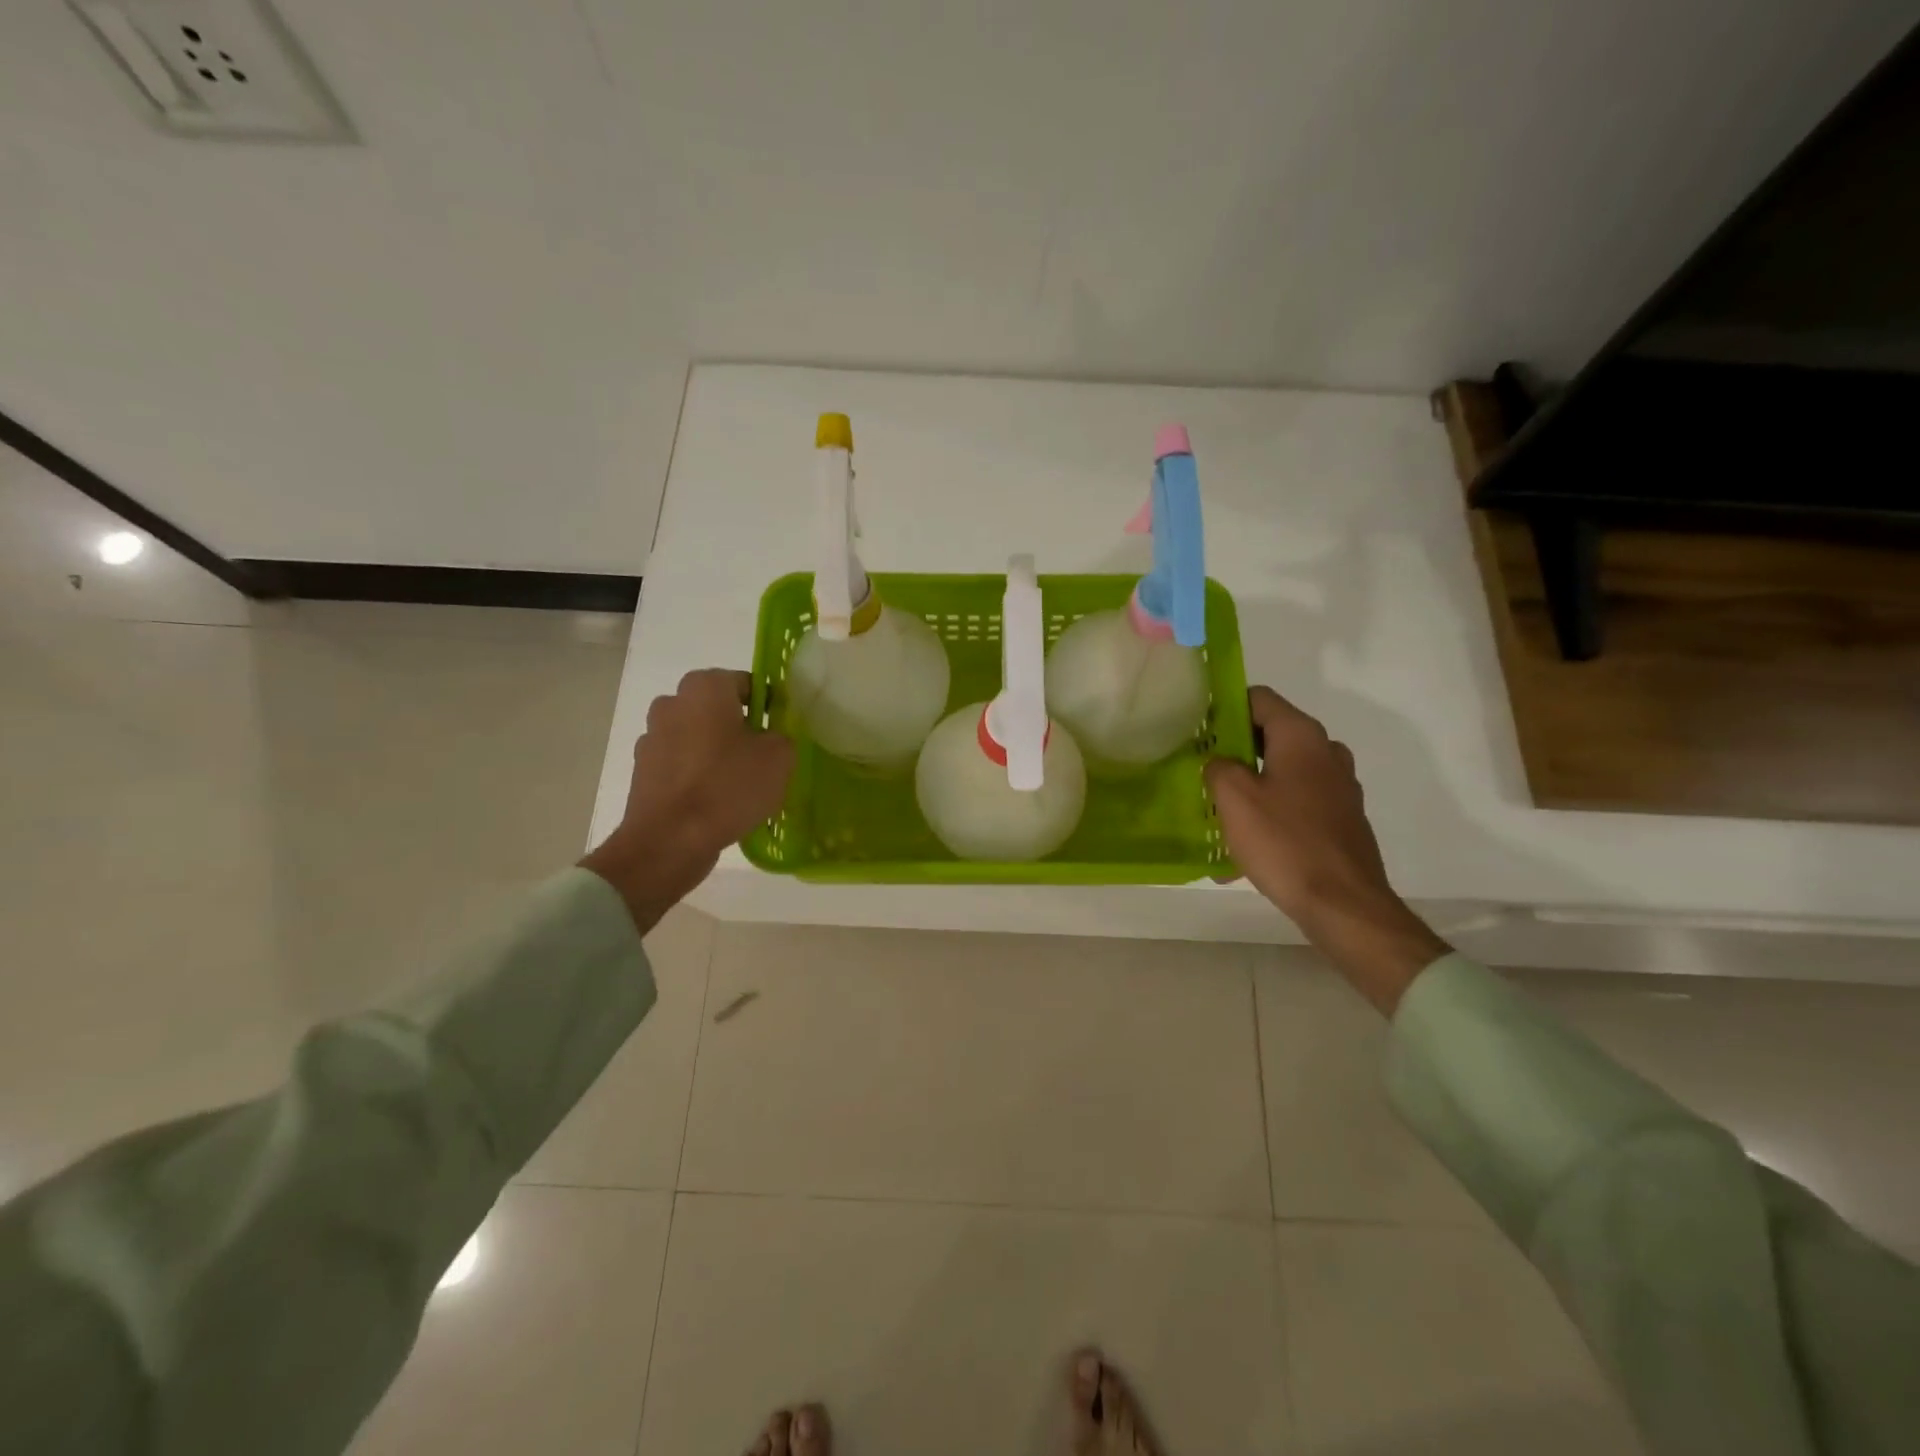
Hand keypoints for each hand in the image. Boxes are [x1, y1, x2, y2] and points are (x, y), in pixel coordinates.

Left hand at [581, 669, 794, 932]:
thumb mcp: (779, 758)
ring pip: (697, 736)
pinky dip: (697, 775)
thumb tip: (771, 737)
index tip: (780, 731)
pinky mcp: (642, 771)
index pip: (745, 683)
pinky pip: (680, 764)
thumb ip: (782, 735)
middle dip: (739, 727)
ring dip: (716, 751)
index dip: (768, 705)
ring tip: (739, 784)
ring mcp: (652, 737)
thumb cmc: (727, 787)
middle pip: (717, 709)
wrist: (668, 841)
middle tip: (763, 757)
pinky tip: (715, 801)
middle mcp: (672, 703)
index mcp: (705, 688)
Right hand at [1204, 686, 1448, 1013]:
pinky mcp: (1342, 818)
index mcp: (1301, 736)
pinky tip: (1247, 842)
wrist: (1343, 904)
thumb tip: (1220, 762)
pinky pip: (1298, 801)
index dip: (1225, 707)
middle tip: (1204, 770)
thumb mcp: (1233, 798)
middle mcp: (1326, 752)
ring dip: (1253, 782)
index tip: (1198, 729)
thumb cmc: (1283, 842)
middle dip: (1236, 749)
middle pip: (1272, 734)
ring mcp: (1339, 787)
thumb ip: (1218, 766)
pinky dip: (1272, 810)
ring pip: (1285, 770)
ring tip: (1222, 808)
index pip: (1259, 698)